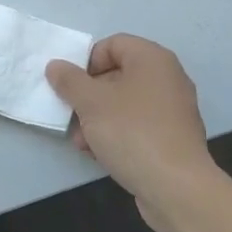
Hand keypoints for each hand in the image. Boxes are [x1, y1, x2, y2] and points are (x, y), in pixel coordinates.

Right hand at [46, 35, 218, 231]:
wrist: (176, 187)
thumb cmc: (132, 132)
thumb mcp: (91, 103)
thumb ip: (69, 81)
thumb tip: (56, 65)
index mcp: (152, 59)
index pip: (113, 44)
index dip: (87, 61)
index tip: (71, 86)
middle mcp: (167, 78)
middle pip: (117, 75)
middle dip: (89, 96)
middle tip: (72, 115)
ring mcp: (173, 109)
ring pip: (125, 104)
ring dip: (98, 119)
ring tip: (82, 142)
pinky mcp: (173, 137)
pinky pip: (138, 125)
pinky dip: (117, 134)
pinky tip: (100, 154)